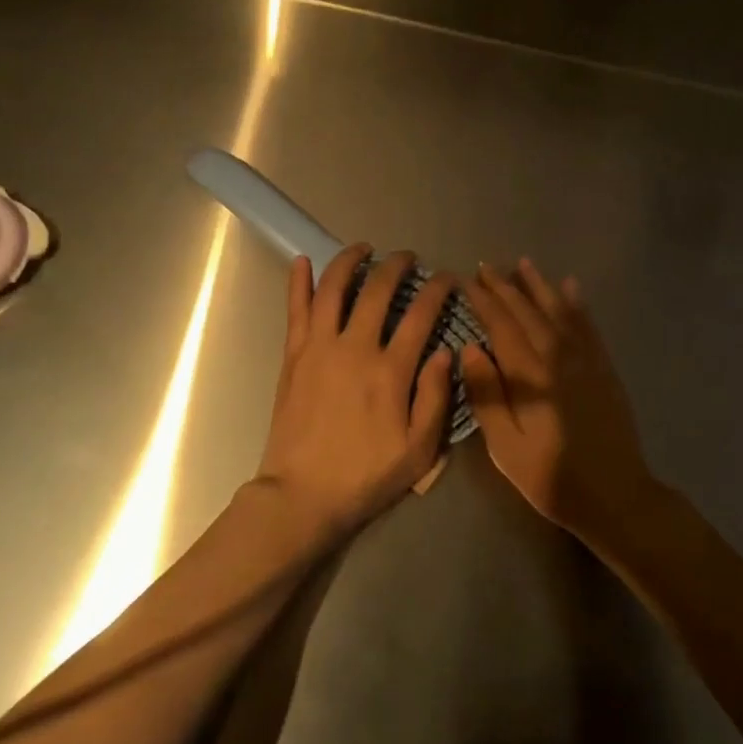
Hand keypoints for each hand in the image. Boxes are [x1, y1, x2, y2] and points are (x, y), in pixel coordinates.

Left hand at [255, 244, 455, 537]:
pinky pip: (296, 310)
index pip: (420, 315)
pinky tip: (303, 260)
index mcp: (390, 371)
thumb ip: (435, 397)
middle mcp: (355, 348)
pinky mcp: (294, 356)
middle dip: (397, 266)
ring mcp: (320, 348)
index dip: (438, 291)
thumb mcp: (419, 450)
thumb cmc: (366, 476)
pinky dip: (300, 282)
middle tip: (408, 257)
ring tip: (364, 248)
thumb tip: (445, 351)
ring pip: (334, 289)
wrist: (302, 495)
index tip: (448, 278)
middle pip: (378, 291)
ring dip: (350, 261)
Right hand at [461, 258, 653, 538]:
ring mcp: (586, 360)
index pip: (502, 326)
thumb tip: (470, 349)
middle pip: (528, 313)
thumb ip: (488, 395)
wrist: (616, 496)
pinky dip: (577, 304)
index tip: (466, 281)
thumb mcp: (506, 447)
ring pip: (558, 311)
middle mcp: (559, 357)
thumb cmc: (551, 476)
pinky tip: (570, 287)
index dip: (483, 302)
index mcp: (531, 375)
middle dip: (505, 288)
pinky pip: (588, 326)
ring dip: (539, 286)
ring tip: (523, 263)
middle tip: (486, 267)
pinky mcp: (604, 368)